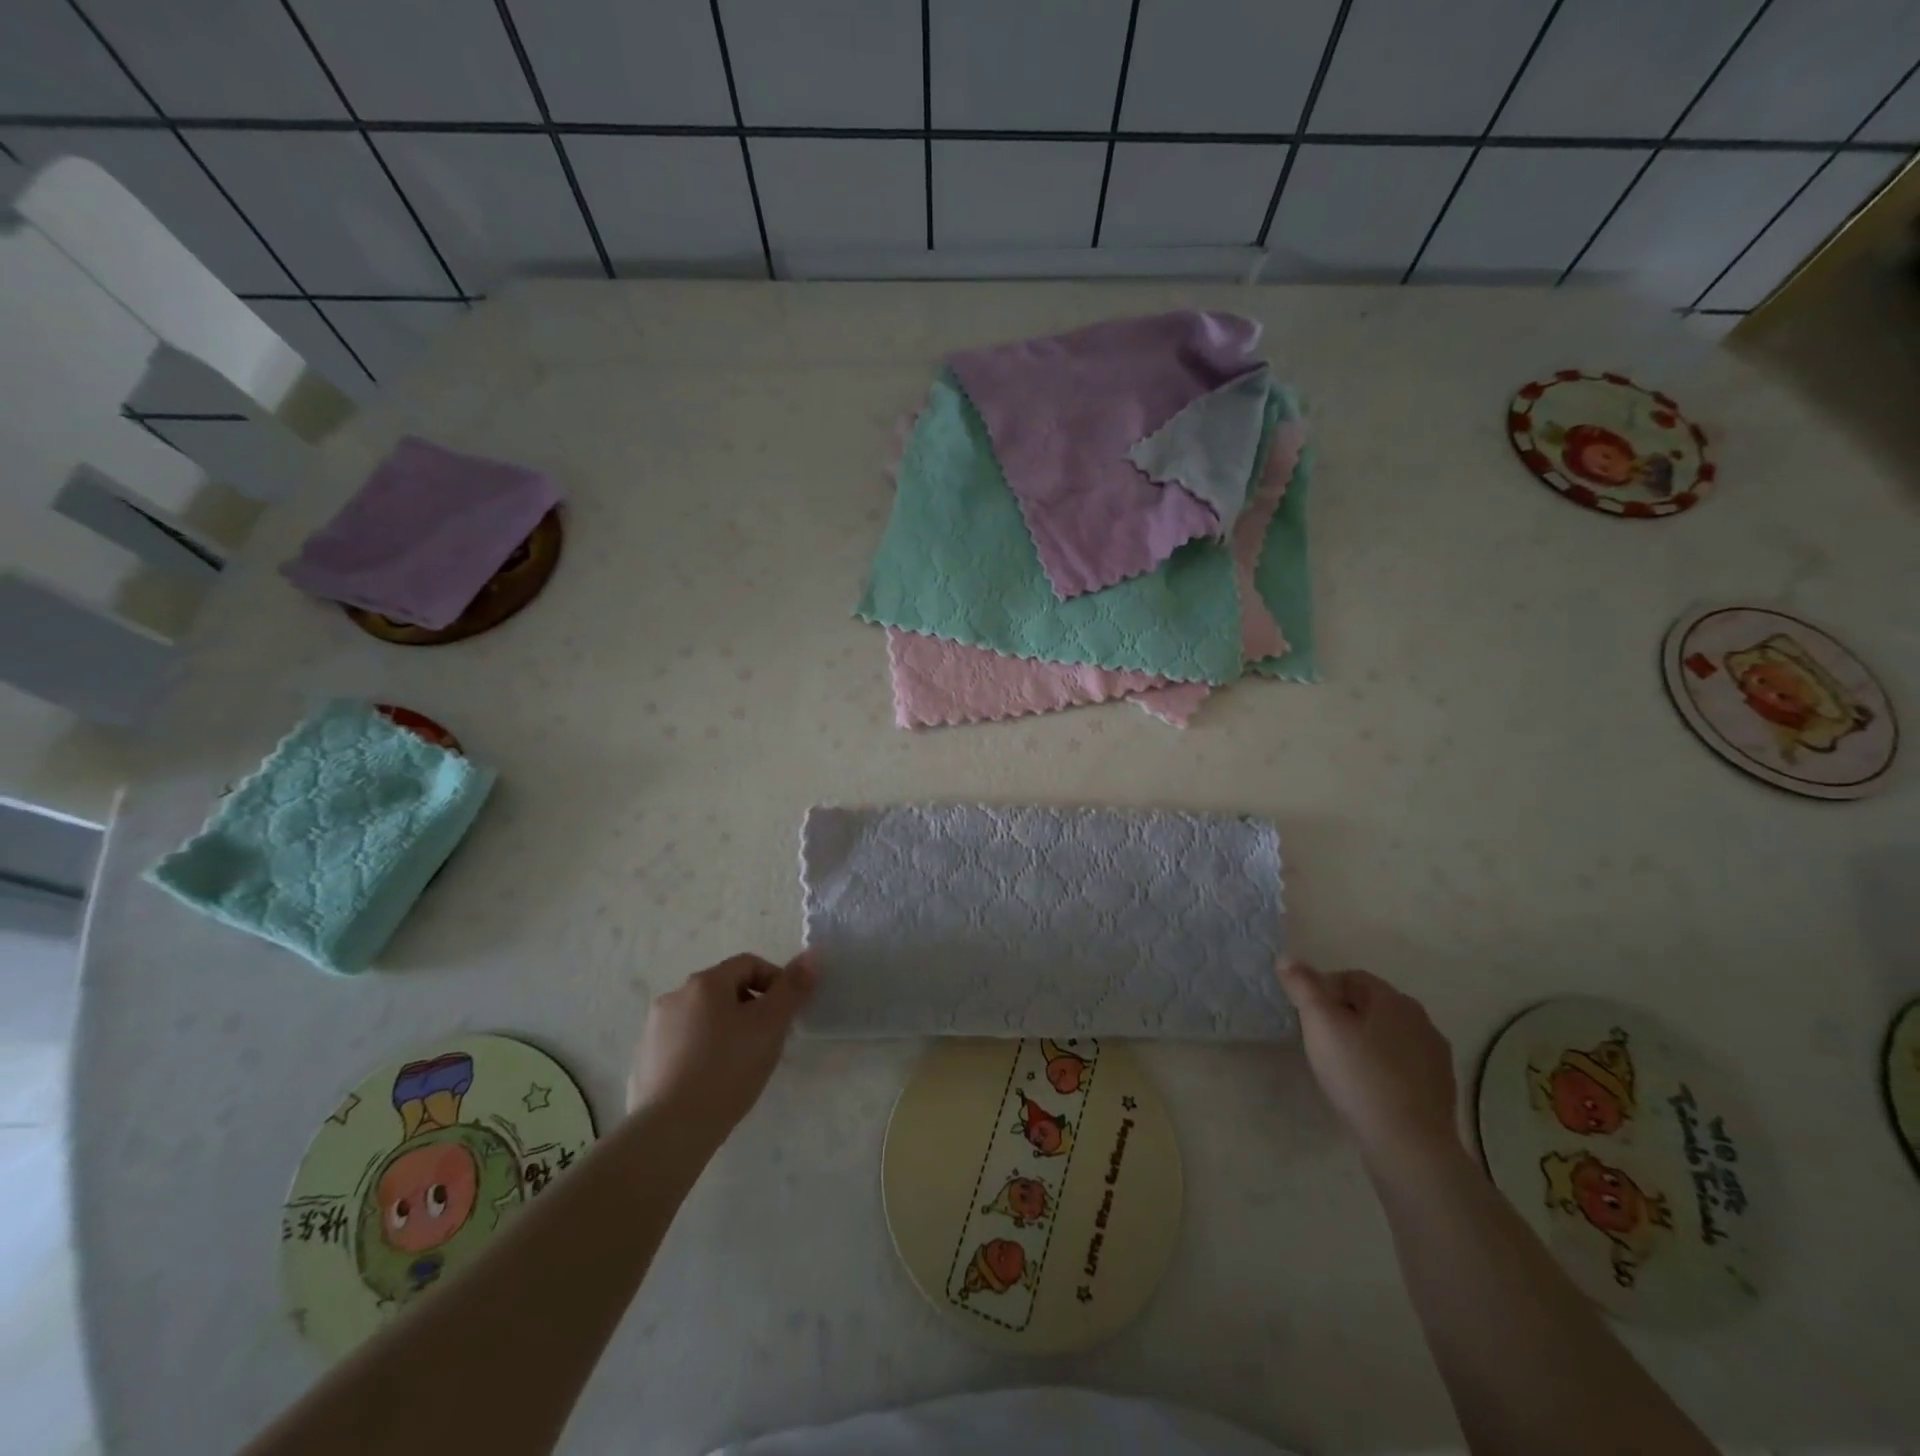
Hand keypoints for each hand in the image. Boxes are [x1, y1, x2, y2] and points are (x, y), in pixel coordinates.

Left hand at [628, 952, 816, 1140]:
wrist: (671, 1129)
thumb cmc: (728, 1068)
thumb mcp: (771, 1025)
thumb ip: (792, 988)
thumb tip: (810, 956)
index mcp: (705, 983)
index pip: (749, 964)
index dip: (775, 981)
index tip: (787, 1014)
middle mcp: (675, 996)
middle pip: (724, 990)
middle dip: (751, 1008)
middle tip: (767, 1041)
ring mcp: (655, 1029)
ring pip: (703, 1018)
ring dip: (726, 1029)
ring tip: (741, 1064)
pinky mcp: (645, 1061)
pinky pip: (683, 1044)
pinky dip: (702, 1052)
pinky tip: (712, 1081)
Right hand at [1278, 960, 1461, 1172]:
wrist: (1409, 1145)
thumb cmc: (1359, 1075)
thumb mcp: (1320, 1024)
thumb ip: (1303, 986)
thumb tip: (1287, 957)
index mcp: (1394, 999)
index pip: (1352, 977)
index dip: (1323, 991)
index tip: (1306, 1017)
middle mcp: (1421, 1020)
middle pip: (1372, 1005)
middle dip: (1344, 1015)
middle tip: (1320, 1040)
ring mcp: (1436, 1056)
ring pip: (1389, 1035)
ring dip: (1366, 1041)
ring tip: (1342, 1066)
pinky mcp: (1441, 1088)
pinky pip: (1403, 1064)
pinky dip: (1384, 1067)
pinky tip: (1368, 1088)